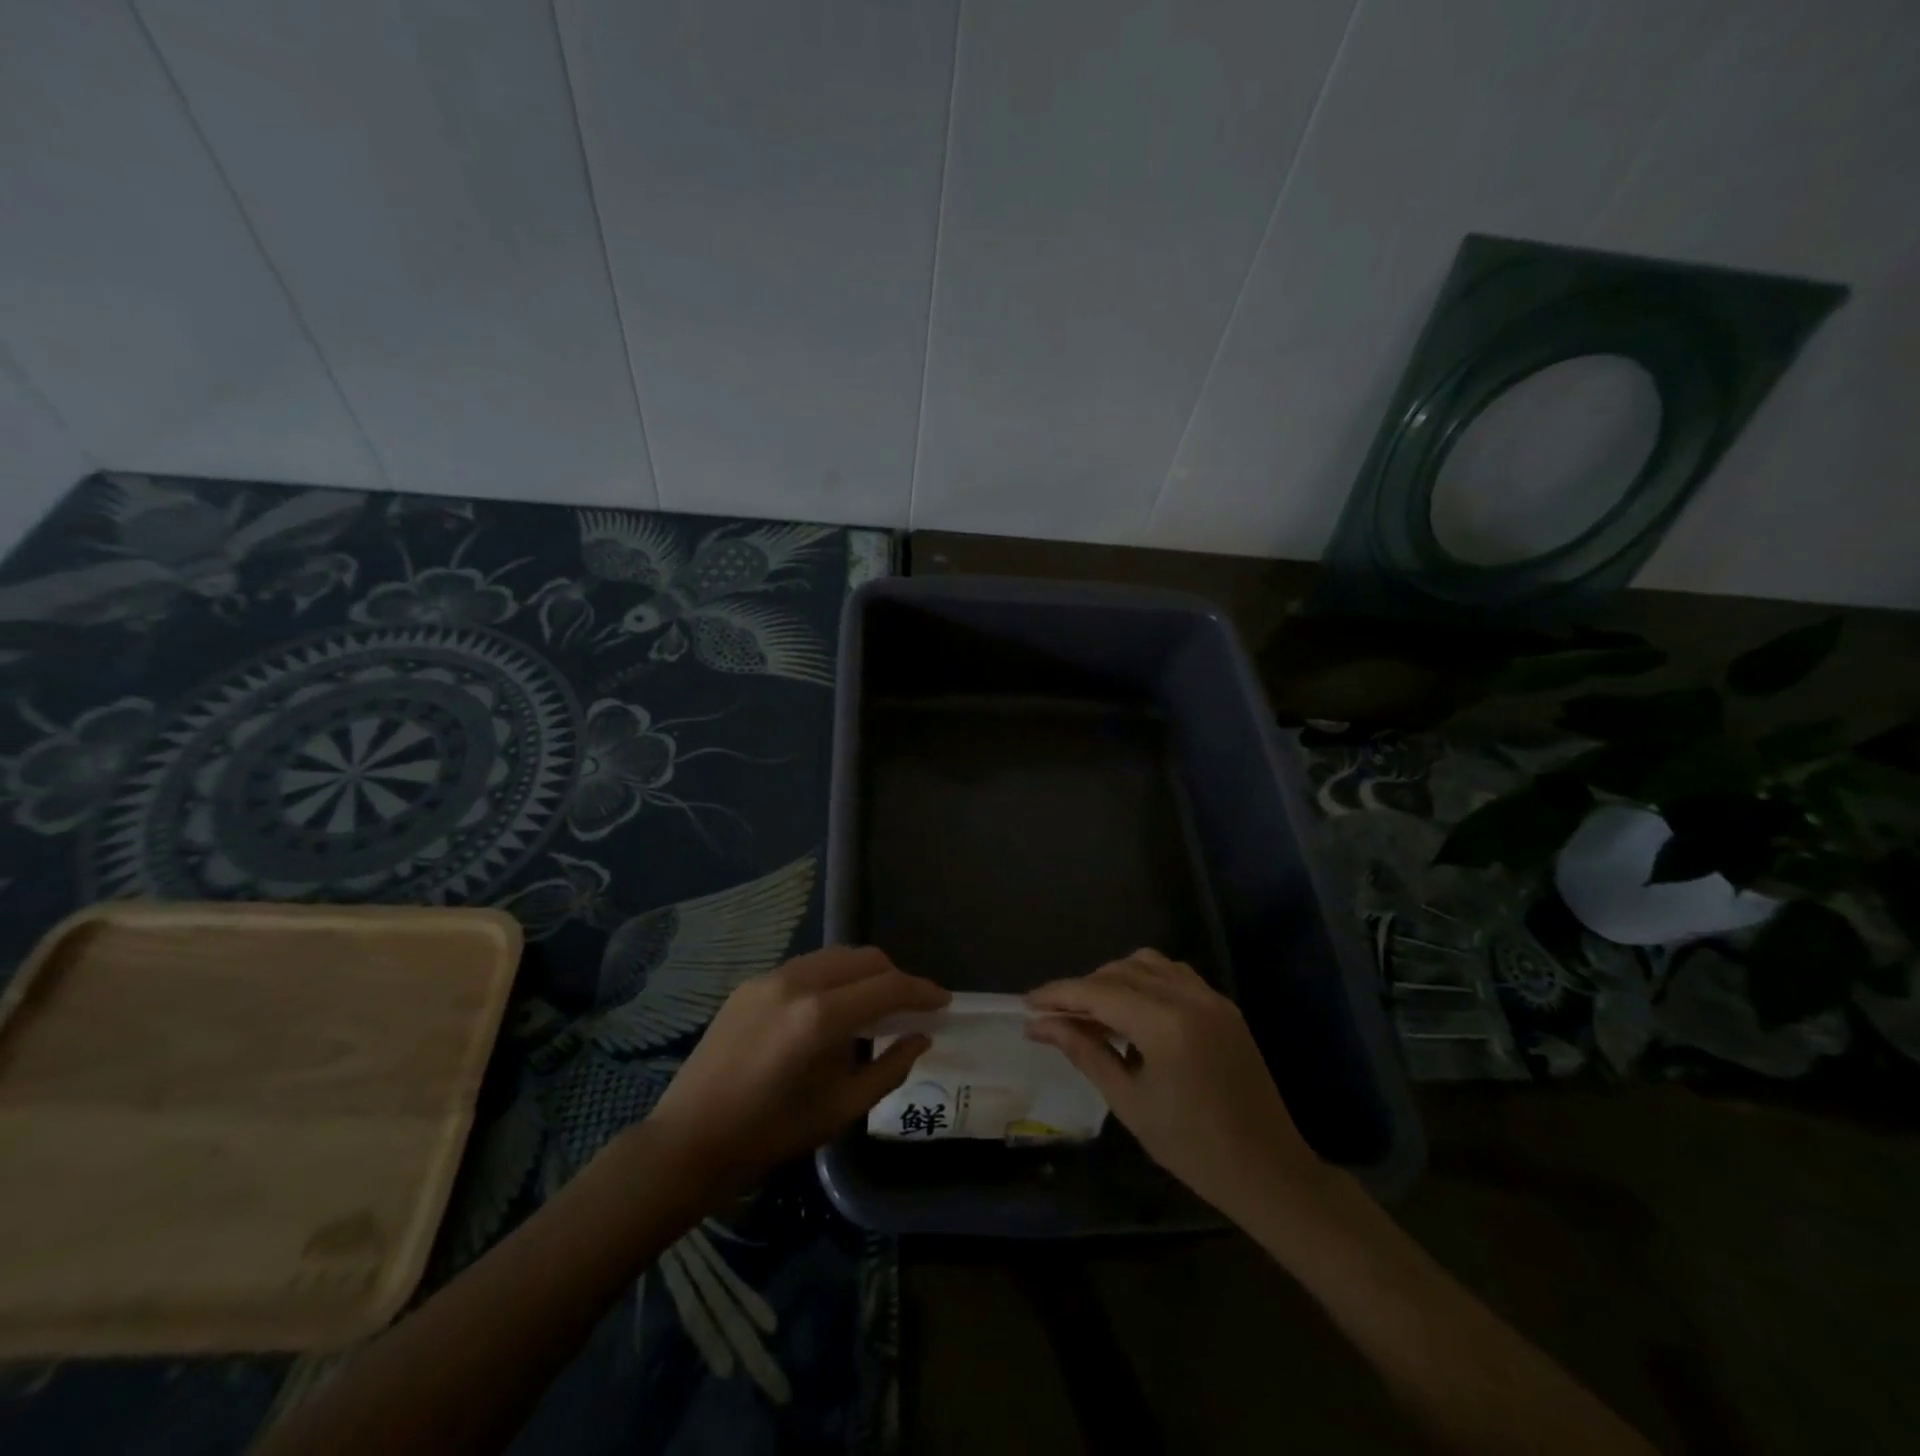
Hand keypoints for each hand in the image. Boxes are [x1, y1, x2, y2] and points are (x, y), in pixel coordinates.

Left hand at [646, 946, 947, 1192]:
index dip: (922, 992)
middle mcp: (797, 982)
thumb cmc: (770, 1134)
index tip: (944, 1002)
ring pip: (835, 956)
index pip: (888, 987)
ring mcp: (770, 977)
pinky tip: (832, 1009)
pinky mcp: (750, 983)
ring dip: (864, 973)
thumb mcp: (841, 1109)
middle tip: (910, 1008)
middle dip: (895, 977)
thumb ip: (890, 1067)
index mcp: (821, 1017)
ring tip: (874, 1005)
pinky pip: (806, 967)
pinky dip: (832, 978)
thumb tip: (921, 1037)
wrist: (689, 1140)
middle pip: (865, 959)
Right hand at [1026, 949, 1326, 1224]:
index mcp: (1165, 1025)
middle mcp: (1189, 997)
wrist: (1268, 1170)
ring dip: (1113, 979)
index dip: (1059, 994)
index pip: (1099, 992)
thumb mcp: (1129, 1102)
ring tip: (1092, 1012)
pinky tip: (1133, 1011)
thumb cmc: (1193, 1148)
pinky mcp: (1223, 1005)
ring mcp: (1210, 997)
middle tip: (1055, 1017)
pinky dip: (1145, 981)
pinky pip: (1174, 974)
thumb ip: (1084, 1052)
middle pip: (1120, 971)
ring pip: (1147, 964)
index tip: (1027, 1003)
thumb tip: (1040, 1024)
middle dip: (1083, 989)